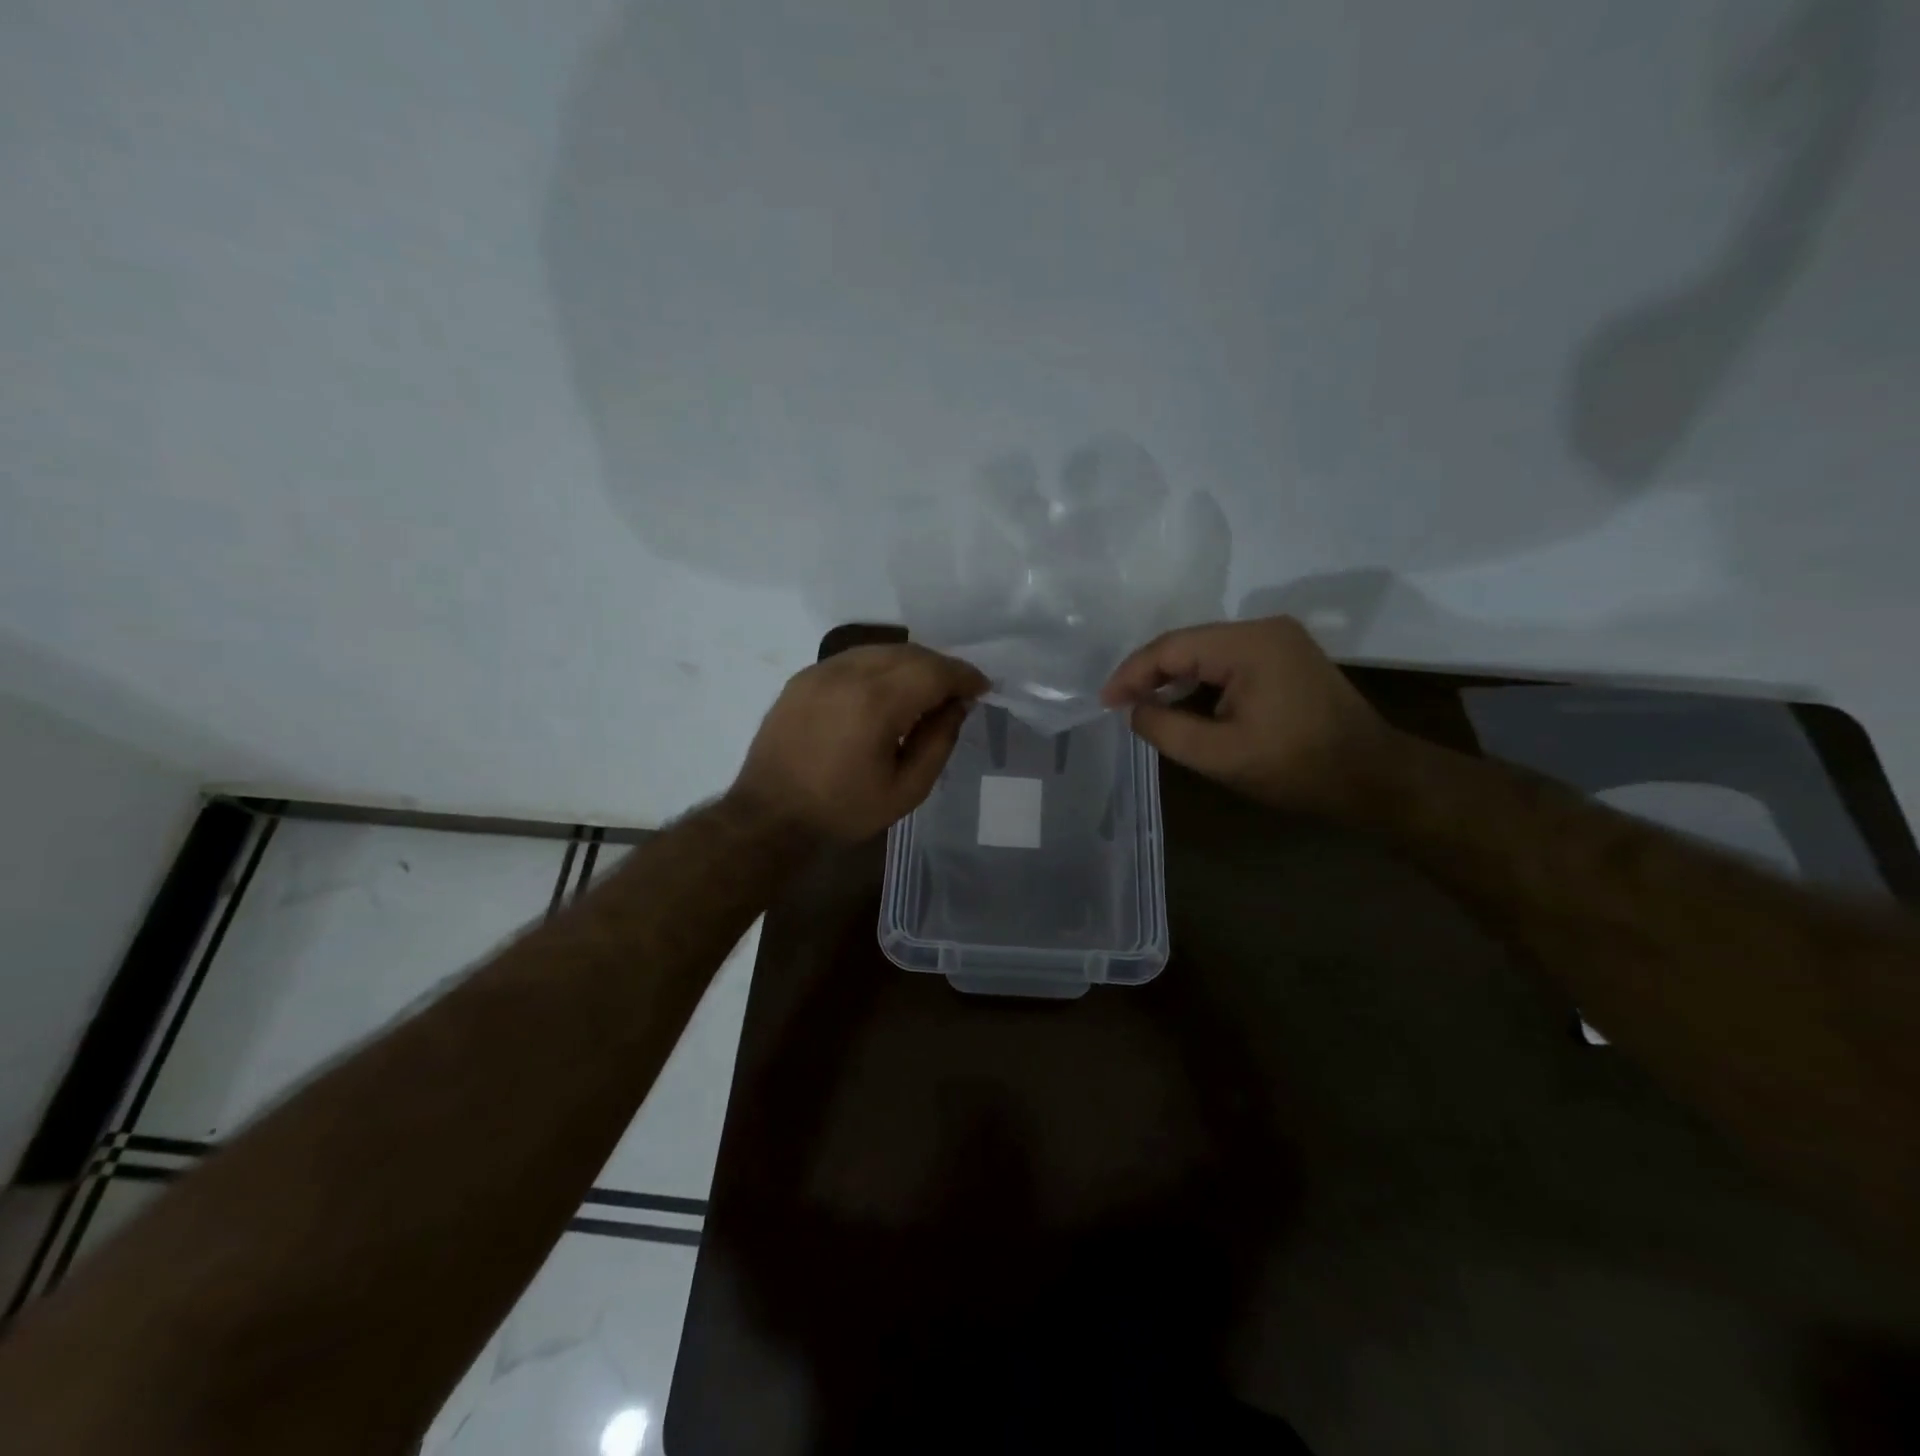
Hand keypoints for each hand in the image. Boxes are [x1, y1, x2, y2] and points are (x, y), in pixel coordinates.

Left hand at [731, 644, 989, 841]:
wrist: (769, 815)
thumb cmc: (842, 810)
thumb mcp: (906, 790)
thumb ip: (938, 742)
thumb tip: (957, 705)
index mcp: (875, 703)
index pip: (933, 671)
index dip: (964, 675)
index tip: (982, 688)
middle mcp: (847, 674)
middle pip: (910, 653)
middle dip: (941, 667)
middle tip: (958, 692)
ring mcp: (820, 671)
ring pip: (881, 650)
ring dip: (912, 663)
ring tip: (926, 690)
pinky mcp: (803, 677)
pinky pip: (854, 658)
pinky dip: (881, 666)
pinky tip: (887, 690)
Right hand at [1101, 616, 1398, 817]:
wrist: (1374, 779)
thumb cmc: (1296, 768)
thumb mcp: (1219, 755)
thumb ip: (1165, 728)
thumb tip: (1134, 709)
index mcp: (1249, 644)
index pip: (1172, 647)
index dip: (1131, 673)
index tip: (1104, 703)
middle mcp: (1264, 628)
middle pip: (1189, 644)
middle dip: (1150, 674)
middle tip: (1119, 704)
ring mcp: (1279, 641)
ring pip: (1207, 653)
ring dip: (1175, 679)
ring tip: (1144, 707)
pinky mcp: (1286, 657)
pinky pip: (1229, 662)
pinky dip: (1201, 683)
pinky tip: (1185, 705)